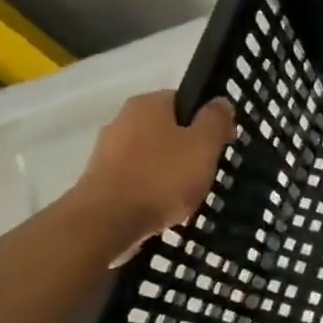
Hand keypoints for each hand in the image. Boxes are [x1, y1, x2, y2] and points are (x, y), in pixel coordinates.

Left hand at [69, 90, 236, 245]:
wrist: (108, 220)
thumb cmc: (163, 177)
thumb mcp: (204, 145)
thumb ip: (215, 120)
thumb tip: (220, 102)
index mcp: (148, 104)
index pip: (185, 101)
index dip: (208, 121)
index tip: (222, 144)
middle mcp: (122, 119)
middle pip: (169, 128)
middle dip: (189, 148)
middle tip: (207, 171)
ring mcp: (107, 149)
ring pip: (153, 154)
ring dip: (171, 170)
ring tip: (187, 193)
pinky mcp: (100, 178)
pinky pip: (138, 176)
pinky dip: (153, 187)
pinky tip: (164, 205)